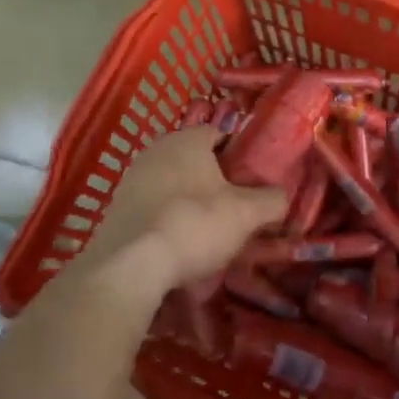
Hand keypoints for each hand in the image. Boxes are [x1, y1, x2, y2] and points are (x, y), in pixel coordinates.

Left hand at [80, 127, 287, 293]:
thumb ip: (271, 201)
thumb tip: (281, 197)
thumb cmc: (194, 224)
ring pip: (174, 185)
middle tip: (236, 208)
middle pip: (196, 160)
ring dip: (191, 202)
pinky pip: (154, 208)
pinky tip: (180, 245)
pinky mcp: (117, 209)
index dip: (241, 154)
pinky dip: (169, 220)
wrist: (130, 265)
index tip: (255, 179)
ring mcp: (132, 179)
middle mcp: (156, 150)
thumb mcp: (246, 214)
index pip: (221, 133)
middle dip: (216, 181)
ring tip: (210, 232)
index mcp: (187, 139)